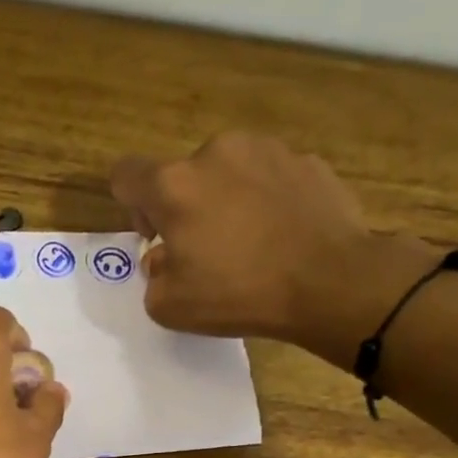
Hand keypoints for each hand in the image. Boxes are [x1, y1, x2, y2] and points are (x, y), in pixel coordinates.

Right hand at [111, 132, 441, 368]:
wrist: (331, 282)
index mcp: (174, 185)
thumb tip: (164, 258)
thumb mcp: (169, 306)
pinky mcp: (306, 161)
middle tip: (206, 251)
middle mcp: (216, 152)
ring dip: (227, 200)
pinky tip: (282, 237)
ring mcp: (266, 151)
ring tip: (249, 243)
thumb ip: (152, 277)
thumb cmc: (239, 294)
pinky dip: (267, 202)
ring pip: (228, 173)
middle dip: (186, 208)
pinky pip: (270, 179)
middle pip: (183, 175)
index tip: (156, 235)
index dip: (131, 205)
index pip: (126, 175)